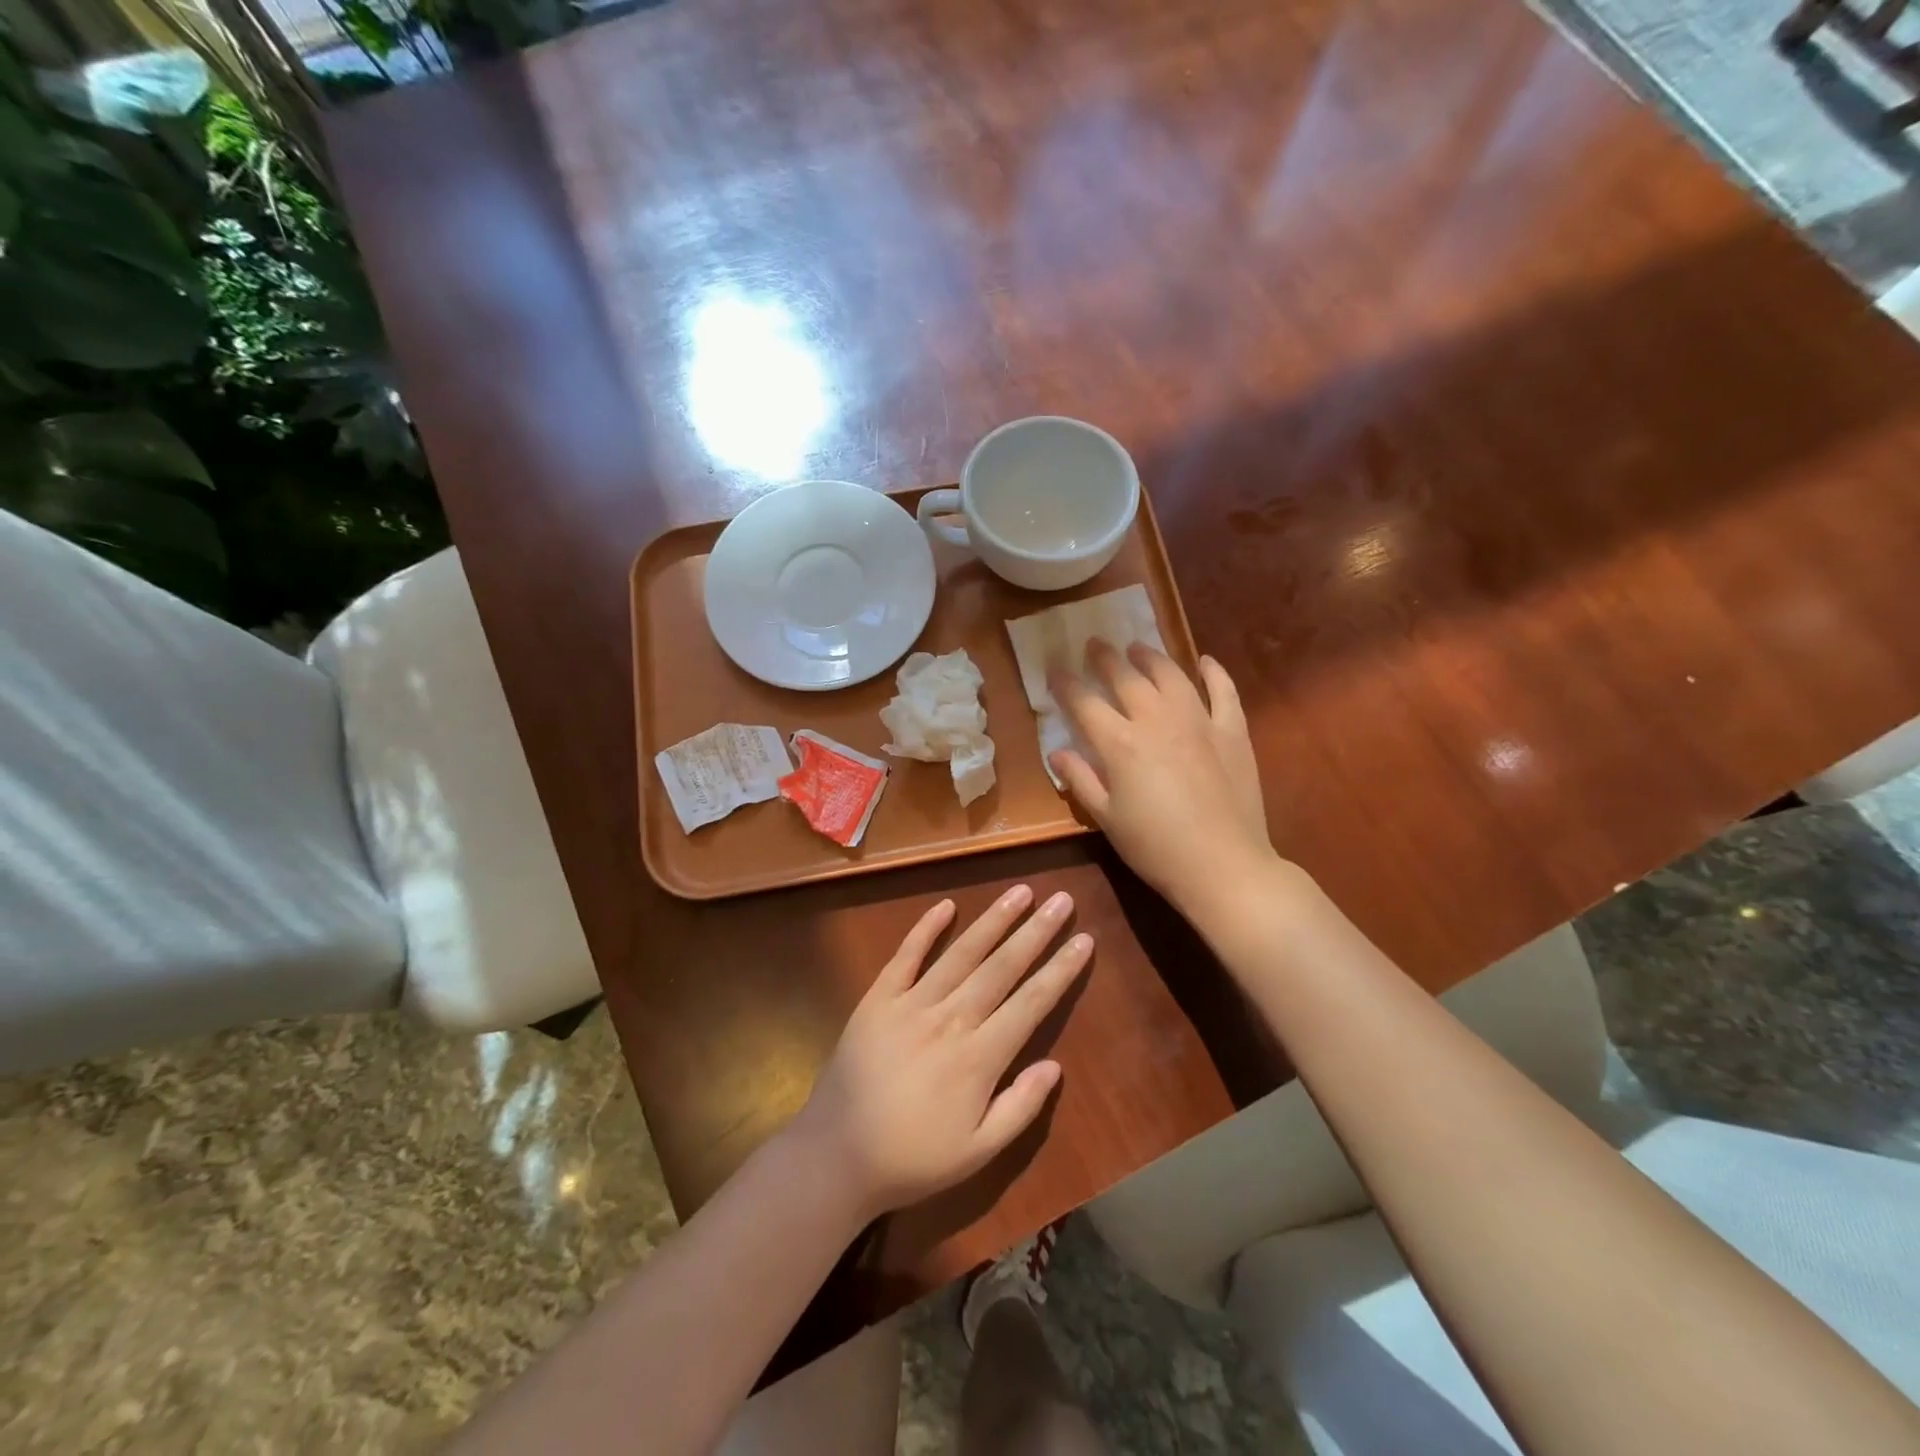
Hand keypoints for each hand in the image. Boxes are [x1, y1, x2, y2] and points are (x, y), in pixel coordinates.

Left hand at [790, 885, 1090, 1220]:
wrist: (836, 1155)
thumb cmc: (913, 1159)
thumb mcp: (978, 1153)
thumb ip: (1020, 1108)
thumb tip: (1055, 1065)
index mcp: (979, 1057)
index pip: (1031, 1003)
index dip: (1060, 970)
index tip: (1084, 940)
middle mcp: (950, 1020)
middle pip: (1001, 967)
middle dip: (1035, 932)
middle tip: (1062, 899)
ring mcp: (911, 1004)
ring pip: (961, 953)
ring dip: (993, 920)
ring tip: (1021, 891)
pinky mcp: (878, 998)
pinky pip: (906, 956)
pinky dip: (925, 929)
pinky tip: (946, 905)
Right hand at [1049, 640, 1276, 918]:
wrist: (1224, 866)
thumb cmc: (1156, 848)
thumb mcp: (1107, 819)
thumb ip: (1081, 781)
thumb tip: (1057, 753)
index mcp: (1120, 744)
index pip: (1084, 703)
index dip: (1065, 684)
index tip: (1054, 669)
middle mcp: (1157, 720)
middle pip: (1126, 678)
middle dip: (1105, 658)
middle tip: (1094, 644)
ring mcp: (1199, 722)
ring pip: (1171, 675)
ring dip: (1151, 657)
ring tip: (1138, 648)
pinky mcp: (1233, 732)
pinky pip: (1224, 692)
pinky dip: (1214, 673)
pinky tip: (1205, 661)